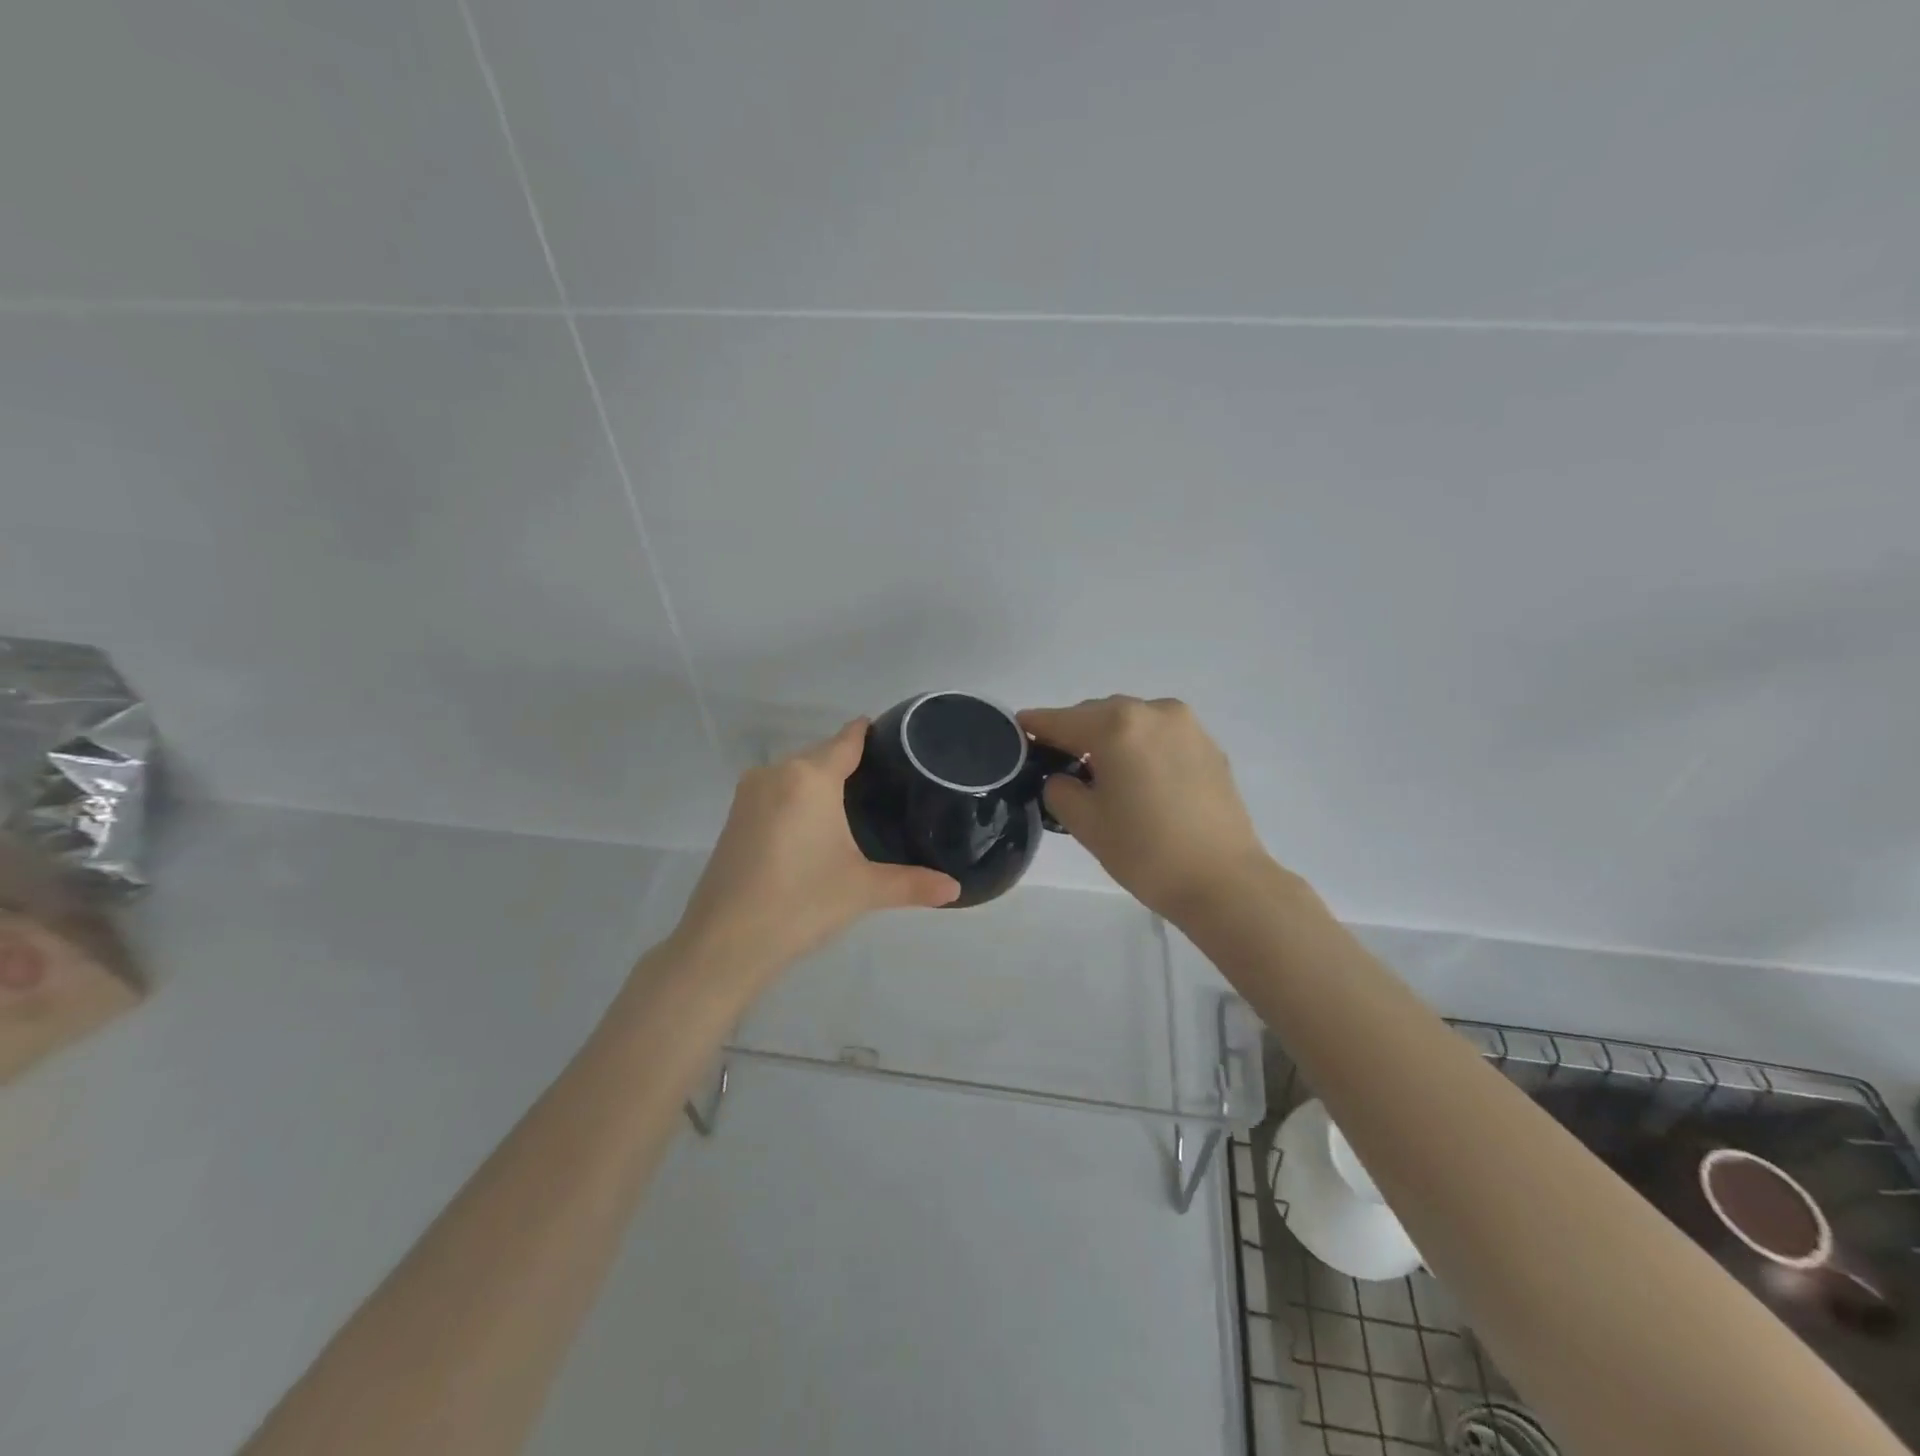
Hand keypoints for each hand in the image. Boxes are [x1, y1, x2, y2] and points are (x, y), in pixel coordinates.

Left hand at [672, 719, 960, 980]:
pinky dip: (797, 800)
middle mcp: (776, 773)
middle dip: (849, 764)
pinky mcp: (734, 819)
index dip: (869, 734)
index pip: (846, 740)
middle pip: (820, 755)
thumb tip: (956, 888)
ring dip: (820, 783)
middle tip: (887, 784)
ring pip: (795, 775)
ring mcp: (749, 795)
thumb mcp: (863, 890)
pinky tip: (815, 827)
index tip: (895, 736)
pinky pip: (776, 793)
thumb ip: (912, 884)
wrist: (724, 943)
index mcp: (809, 777)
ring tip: (856, 805)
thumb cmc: (801, 903)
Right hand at [1018, 696, 1273, 922]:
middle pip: (1098, 714)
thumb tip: (1062, 777)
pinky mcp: (1209, 745)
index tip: (1017, 730)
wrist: (1224, 881)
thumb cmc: (1146, 851)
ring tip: (1103, 774)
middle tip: (1060, 765)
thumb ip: (1059, 788)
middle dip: (1075, 733)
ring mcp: (1186, 725)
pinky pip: (1160, 736)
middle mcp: (1153, 711)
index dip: (1035, 726)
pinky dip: (1141, 747)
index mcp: (1117, 725)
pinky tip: (1139, 779)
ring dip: (1110, 738)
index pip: (1061, 720)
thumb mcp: (1085, 822)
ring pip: (1131, 721)